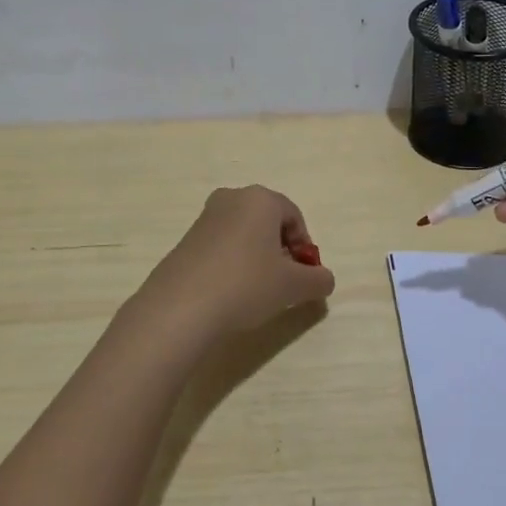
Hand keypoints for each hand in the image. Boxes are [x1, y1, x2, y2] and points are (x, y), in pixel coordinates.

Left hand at [133, 186, 335, 343]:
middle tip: (283, 281)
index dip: (304, 246)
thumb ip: (317, 280)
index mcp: (261, 199)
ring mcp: (205, 218)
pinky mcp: (185, 240)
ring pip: (243, 233)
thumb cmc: (246, 284)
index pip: (294, 216)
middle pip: (267, 222)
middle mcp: (232, 198)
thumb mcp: (292, 286)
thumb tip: (324, 280)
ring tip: (257, 290)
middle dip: (280, 249)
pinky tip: (230, 292)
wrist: (180, 306)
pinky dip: (232, 263)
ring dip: (256, 257)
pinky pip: (221, 246)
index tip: (304, 275)